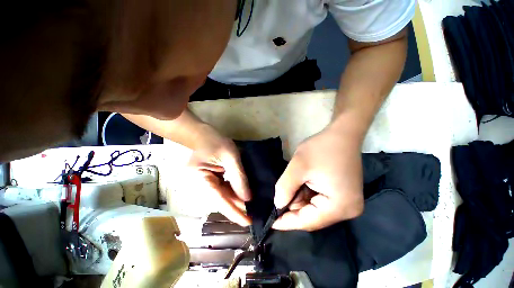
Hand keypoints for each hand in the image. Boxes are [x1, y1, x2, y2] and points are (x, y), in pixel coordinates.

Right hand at [187, 125, 251, 225]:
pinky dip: (235, 191)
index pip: (220, 201)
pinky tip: (245, 193)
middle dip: (238, 207)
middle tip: (255, 214)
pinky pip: (224, 188)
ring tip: (253, 206)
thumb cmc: (215, 142)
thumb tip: (247, 198)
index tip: (248, 223)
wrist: (202, 134)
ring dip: (238, 200)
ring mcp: (206, 183)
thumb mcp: (229, 157)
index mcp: (201, 181)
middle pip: (222, 200)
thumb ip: (238, 177)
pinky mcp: (212, 179)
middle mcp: (202, 186)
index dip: (234, 213)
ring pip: (224, 195)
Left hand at [273, 123, 363, 230]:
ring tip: (294, 182)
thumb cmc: (321, 148)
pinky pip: (320, 201)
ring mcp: (347, 203)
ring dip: (299, 198)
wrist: (342, 134)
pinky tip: (302, 182)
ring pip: (314, 208)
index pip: (308, 222)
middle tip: (281, 193)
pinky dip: (307, 194)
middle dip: (293, 205)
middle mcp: (347, 210)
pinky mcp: (343, 195)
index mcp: (340, 206)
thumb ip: (285, 188)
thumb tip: (278, 205)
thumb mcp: (298, 167)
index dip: (287, 222)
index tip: (270, 223)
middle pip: (312, 216)